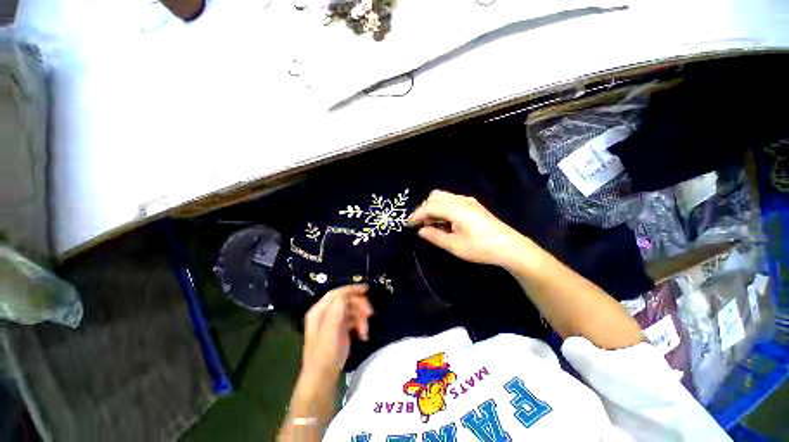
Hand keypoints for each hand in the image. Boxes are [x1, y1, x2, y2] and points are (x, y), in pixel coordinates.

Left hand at [300, 285, 372, 383]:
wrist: (323, 377)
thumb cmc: (324, 354)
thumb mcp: (330, 331)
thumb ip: (337, 310)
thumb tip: (346, 294)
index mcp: (319, 311)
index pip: (336, 293)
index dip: (351, 289)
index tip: (366, 289)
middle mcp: (326, 313)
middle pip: (346, 300)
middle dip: (359, 306)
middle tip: (370, 314)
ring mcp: (334, 320)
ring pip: (352, 310)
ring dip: (361, 318)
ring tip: (365, 331)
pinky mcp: (341, 328)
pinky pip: (354, 320)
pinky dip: (361, 325)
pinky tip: (363, 335)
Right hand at [408, 190, 526, 265]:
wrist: (510, 247)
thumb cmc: (481, 248)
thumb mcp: (455, 246)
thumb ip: (435, 236)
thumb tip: (420, 231)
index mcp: (456, 208)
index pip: (430, 206)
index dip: (417, 214)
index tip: (408, 224)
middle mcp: (461, 200)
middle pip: (435, 196)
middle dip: (424, 209)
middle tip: (420, 225)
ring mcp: (468, 201)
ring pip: (443, 197)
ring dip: (433, 209)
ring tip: (432, 226)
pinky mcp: (472, 205)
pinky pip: (451, 201)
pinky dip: (442, 209)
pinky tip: (444, 223)